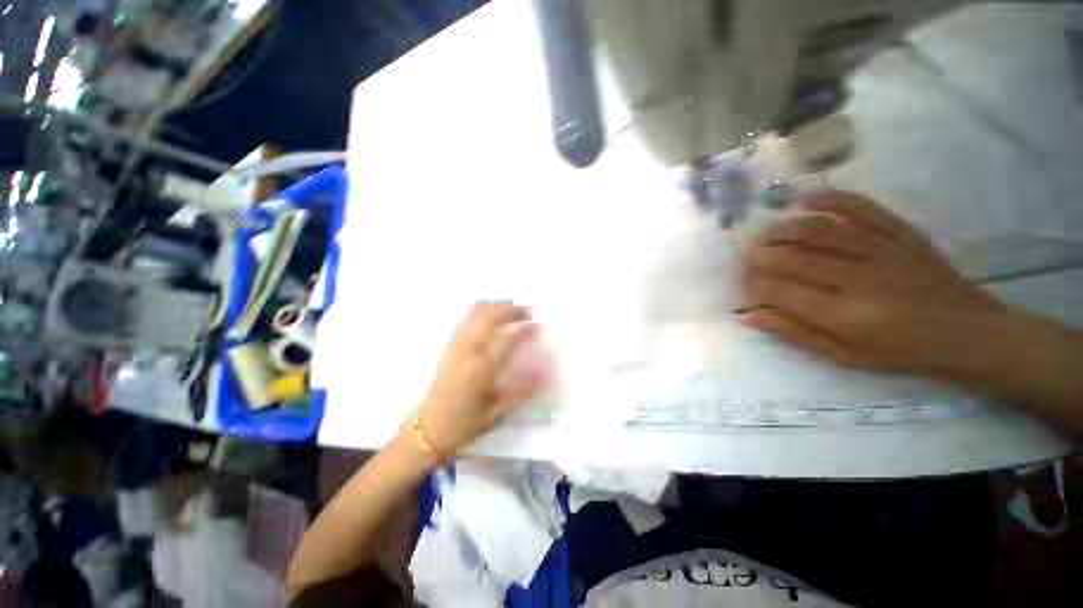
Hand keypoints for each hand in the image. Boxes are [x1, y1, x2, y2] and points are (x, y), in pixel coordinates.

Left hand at [404, 301, 545, 462]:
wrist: (428, 429)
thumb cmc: (465, 424)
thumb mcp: (498, 413)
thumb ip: (522, 392)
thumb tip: (544, 374)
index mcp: (482, 371)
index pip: (506, 341)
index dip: (524, 330)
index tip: (537, 325)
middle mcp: (468, 353)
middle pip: (489, 320)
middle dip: (510, 310)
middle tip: (527, 311)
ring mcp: (455, 347)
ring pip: (474, 316)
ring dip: (494, 306)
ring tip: (510, 305)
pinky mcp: (448, 347)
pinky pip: (463, 320)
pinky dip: (477, 310)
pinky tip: (487, 307)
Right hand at [741, 190, 1004, 375]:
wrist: (970, 331)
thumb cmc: (903, 352)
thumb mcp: (845, 356)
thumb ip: (795, 333)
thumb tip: (747, 316)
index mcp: (847, 316)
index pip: (781, 291)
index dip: (754, 286)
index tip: (747, 288)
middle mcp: (861, 279)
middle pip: (793, 257)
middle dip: (759, 255)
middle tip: (744, 256)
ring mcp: (883, 250)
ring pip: (819, 229)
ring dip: (782, 229)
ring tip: (765, 235)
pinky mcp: (901, 233)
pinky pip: (861, 208)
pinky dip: (830, 199)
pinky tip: (805, 199)